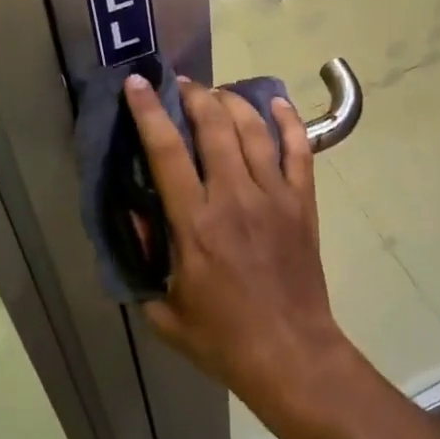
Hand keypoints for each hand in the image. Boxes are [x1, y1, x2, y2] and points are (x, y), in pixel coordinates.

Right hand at [124, 74, 360, 434]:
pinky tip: (275, 103)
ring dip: (232, 101)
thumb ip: (144, 262)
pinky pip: (299, 149)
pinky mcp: (303, 202)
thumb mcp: (164, 312)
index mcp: (195, 223)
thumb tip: (136, 219)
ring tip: (217, 93)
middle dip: (194, 95)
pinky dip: (288, 120)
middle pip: (214, 125)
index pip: (166, 151)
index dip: (149, 111)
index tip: (137, 83)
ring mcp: (274, 196)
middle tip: (181, 85)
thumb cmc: (223, 338)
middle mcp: (235, 197)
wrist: (291, 354)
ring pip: (253, 129)